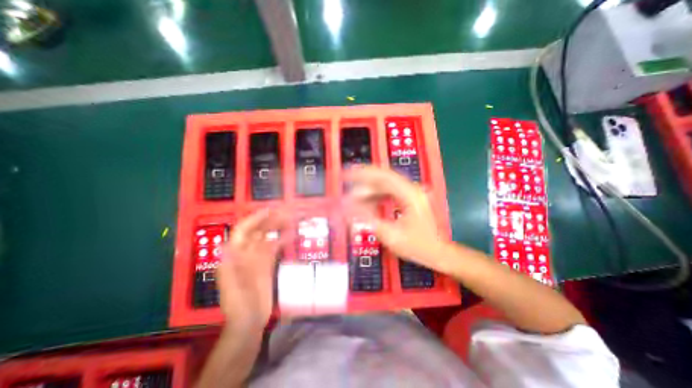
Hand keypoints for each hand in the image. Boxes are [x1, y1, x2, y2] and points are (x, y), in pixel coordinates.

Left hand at [219, 207, 289, 331]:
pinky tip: (291, 235)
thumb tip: (227, 246)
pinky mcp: (266, 264)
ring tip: (290, 220)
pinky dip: (282, 240)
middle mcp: (245, 253)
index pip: (243, 231)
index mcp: (234, 256)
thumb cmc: (239, 306)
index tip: (269, 211)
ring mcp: (256, 258)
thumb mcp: (233, 288)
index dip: (254, 219)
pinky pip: (274, 247)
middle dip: (270, 221)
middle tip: (286, 213)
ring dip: (277, 228)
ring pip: (267, 237)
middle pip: (257, 232)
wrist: (249, 321)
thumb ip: (230, 268)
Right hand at [344, 167, 449, 271]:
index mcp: (409, 194)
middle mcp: (411, 189)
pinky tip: (366, 201)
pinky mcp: (408, 198)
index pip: (382, 176)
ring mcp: (411, 193)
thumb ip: (367, 219)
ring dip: (368, 188)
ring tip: (353, 195)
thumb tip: (347, 207)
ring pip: (385, 183)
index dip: (362, 174)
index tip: (347, 174)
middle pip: (383, 176)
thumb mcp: (390, 235)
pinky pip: (388, 191)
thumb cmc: (418, 246)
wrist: (438, 253)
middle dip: (362, 178)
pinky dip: (375, 194)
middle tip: (346, 180)